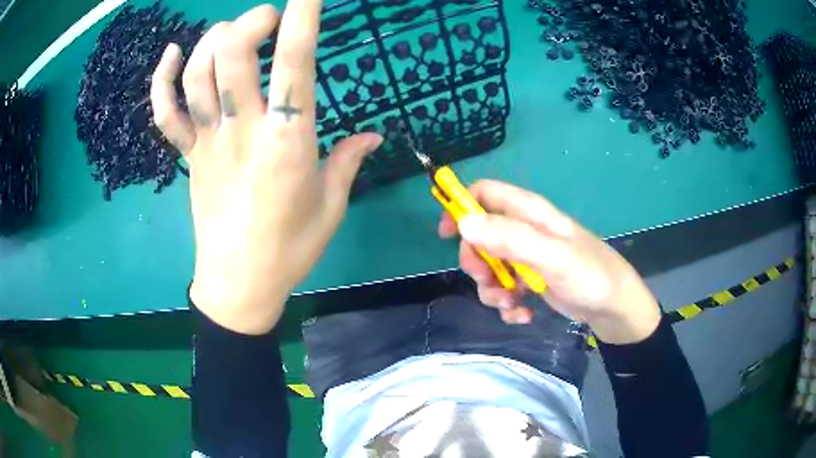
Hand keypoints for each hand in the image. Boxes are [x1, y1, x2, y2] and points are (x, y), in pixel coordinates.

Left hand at [151, 3, 382, 333]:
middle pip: (233, 56)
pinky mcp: (188, 157)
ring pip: (198, 74)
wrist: (238, 285)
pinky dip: (162, 78)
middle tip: (268, 18)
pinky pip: (165, 112)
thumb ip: (349, 161)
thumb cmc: (289, 250)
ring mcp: (208, 142)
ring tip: (231, 31)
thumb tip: (375, 135)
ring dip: (213, 40)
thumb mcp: (330, 207)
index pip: (295, 64)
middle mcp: (242, 131)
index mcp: (287, 143)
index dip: (302, 18)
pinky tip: (172, 52)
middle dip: (252, 22)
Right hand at [439, 180, 660, 343]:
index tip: (447, 235)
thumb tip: (463, 223)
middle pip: (479, 235)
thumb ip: (511, 239)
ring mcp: (527, 257)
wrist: (615, 310)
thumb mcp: (553, 258)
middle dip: (477, 262)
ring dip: (492, 289)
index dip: (461, 206)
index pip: (485, 193)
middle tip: (488, 281)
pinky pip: (504, 288)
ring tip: (511, 305)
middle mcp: (525, 231)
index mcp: (530, 213)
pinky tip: (522, 315)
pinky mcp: (532, 281)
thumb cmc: (591, 276)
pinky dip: (507, 304)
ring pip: (490, 266)